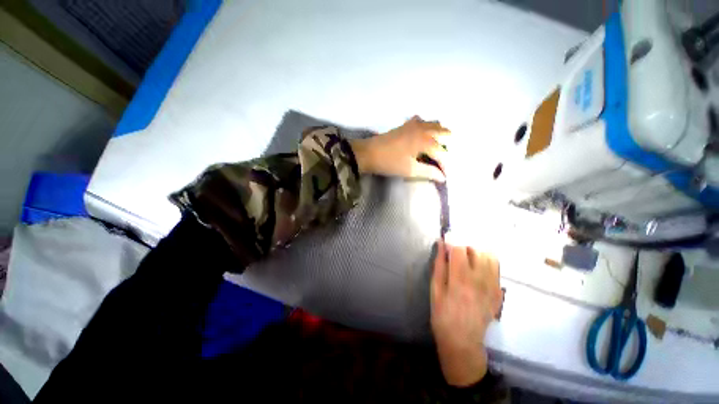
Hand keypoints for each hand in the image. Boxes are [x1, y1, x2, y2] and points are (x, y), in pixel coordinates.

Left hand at [349, 116, 448, 181]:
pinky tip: (422, 139)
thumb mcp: (410, 170)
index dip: (445, 165)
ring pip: (436, 124)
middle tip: (439, 161)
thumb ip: (428, 172)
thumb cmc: (389, 162)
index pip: (442, 153)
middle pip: (444, 133)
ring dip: (439, 136)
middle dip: (446, 147)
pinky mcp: (406, 124)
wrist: (368, 153)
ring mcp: (415, 124)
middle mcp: (424, 128)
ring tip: (433, 150)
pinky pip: (423, 122)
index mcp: (426, 140)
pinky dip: (428, 129)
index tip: (444, 176)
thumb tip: (442, 177)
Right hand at [430, 241, 502, 386]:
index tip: (446, 239)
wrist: (463, 341)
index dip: (452, 240)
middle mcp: (480, 281)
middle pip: (476, 250)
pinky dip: (486, 262)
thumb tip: (441, 244)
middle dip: (464, 246)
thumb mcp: (435, 289)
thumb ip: (439, 265)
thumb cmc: (442, 315)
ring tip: (467, 259)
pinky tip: (477, 269)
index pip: (460, 249)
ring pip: (490, 257)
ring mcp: (493, 287)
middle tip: (455, 253)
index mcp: (460, 280)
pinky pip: (496, 268)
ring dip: (477, 252)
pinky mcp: (499, 292)